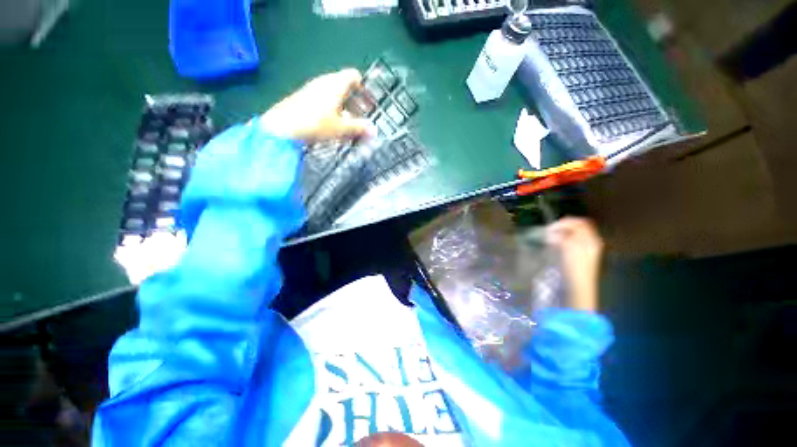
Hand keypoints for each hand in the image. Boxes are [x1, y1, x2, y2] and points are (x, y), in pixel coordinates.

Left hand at [260, 69, 371, 142]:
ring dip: (344, 106)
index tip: (369, 103)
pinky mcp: (303, 98)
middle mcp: (324, 82)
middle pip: (344, 85)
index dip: (364, 88)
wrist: (282, 127)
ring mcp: (312, 89)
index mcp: (335, 83)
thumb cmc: (316, 123)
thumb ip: (359, 128)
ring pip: (333, 93)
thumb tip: (374, 131)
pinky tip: (332, 124)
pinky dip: (332, 109)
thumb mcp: (341, 128)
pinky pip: (323, 99)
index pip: (354, 76)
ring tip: (349, 124)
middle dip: (355, 100)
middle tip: (361, 117)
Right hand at [546, 217, 604, 311]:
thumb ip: (563, 234)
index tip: (551, 228)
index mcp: (591, 238)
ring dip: (561, 236)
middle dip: (562, 228)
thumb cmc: (574, 265)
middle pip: (577, 228)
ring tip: (550, 240)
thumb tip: (555, 231)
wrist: (578, 287)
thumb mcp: (568, 246)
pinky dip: (562, 243)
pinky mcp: (580, 259)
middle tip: (550, 233)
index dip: (565, 222)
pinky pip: (571, 244)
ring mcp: (586, 251)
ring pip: (573, 237)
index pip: (579, 222)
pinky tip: (555, 248)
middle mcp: (591, 243)